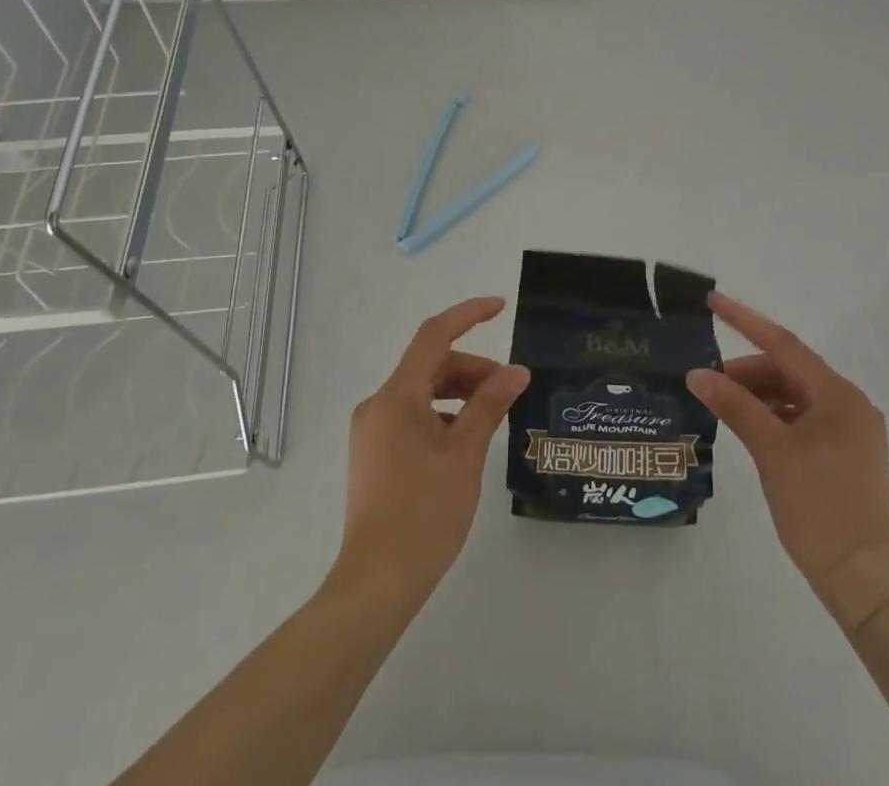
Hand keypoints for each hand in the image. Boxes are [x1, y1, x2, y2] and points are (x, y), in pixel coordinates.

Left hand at [333, 296, 529, 606]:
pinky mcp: (374, 453)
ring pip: (423, 392)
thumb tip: (516, 372)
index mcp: (397, 396)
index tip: (500, 307)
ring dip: (459, 393)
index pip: (434, 336)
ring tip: (493, 415)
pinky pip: (413, 416)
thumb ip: (490, 404)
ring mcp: (372, 430)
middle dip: (472, 369)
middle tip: (509, 388)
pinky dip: (443, 415)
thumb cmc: (424, 512)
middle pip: (430, 366)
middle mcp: (378, 404)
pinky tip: (466, 440)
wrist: (376, 582)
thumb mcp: (465, 454)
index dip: (468, 315)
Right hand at [688, 293, 888, 631]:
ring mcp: (852, 431)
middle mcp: (850, 404)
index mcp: (839, 395)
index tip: (713, 301)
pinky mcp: (847, 455)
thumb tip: (697, 374)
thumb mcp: (771, 451)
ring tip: (724, 405)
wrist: (862, 580)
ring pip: (796, 396)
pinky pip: (805, 419)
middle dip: (748, 371)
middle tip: (709, 381)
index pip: (784, 344)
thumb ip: (734, 405)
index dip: (745, 320)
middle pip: (790, 371)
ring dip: (760, 395)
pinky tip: (751, 427)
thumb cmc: (818, 507)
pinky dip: (776, 417)